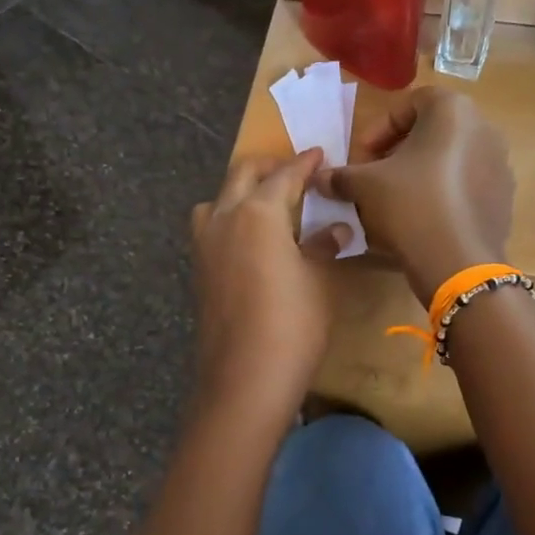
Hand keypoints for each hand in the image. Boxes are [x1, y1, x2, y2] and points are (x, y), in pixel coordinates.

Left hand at [190, 150, 347, 425]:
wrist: (244, 379)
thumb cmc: (293, 325)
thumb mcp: (318, 282)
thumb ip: (324, 247)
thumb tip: (336, 230)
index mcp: (257, 212)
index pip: (284, 175)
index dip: (305, 164)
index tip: (320, 155)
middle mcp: (224, 218)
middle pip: (242, 175)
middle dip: (269, 167)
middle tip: (295, 172)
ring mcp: (204, 244)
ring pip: (218, 199)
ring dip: (242, 191)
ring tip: (269, 205)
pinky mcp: (199, 270)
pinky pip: (212, 226)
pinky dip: (231, 218)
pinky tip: (252, 240)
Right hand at [315, 88, 513, 304]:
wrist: (457, 262)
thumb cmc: (410, 205)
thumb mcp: (365, 186)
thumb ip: (341, 176)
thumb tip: (319, 179)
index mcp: (454, 111)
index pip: (412, 102)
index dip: (381, 127)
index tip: (363, 156)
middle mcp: (484, 129)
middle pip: (434, 131)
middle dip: (400, 151)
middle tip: (377, 176)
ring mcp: (500, 165)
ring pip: (451, 160)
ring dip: (422, 173)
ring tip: (397, 201)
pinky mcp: (503, 199)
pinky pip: (467, 186)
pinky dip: (443, 194)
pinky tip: (423, 220)